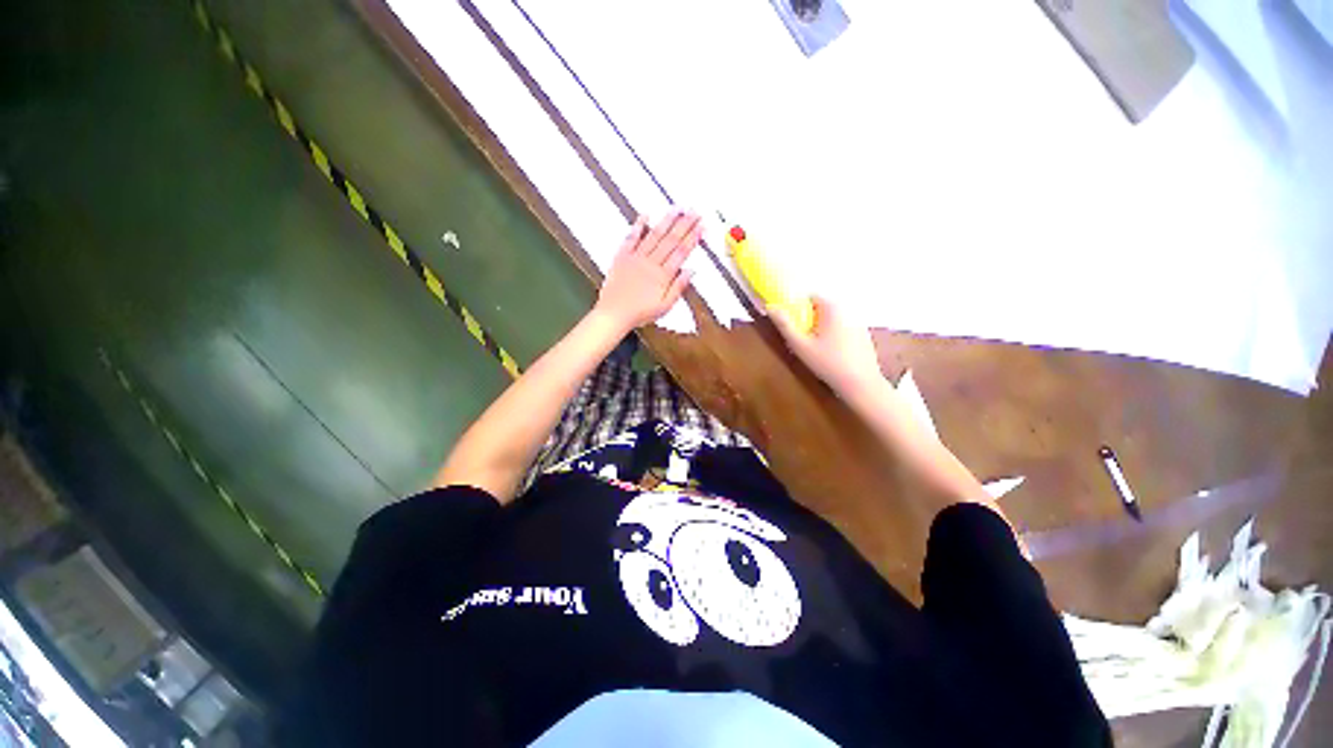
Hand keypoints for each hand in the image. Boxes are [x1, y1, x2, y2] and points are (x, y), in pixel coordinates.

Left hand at [594, 210, 699, 332]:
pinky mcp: (622, 257)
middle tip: (694, 211)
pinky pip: (631, 238)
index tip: (701, 226)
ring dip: (666, 221)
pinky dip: (638, 226)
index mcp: (662, 276)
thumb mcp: (665, 307)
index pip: (681, 252)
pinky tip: (645, 215)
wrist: (614, 314)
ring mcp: (636, 258)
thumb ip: (678, 288)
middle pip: (671, 240)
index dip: (692, 238)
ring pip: (654, 235)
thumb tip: (691, 271)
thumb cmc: (639, 313)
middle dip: (684, 224)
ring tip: (677, 209)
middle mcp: (651, 263)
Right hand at [771, 295, 882, 394]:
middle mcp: (848, 310)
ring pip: (833, 318)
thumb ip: (785, 325)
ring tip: (817, 348)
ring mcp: (859, 322)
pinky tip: (832, 354)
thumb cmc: (828, 363)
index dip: (799, 308)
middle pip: (822, 307)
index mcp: (832, 308)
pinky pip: (844, 328)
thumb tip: (771, 307)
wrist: (861, 384)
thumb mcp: (801, 345)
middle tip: (803, 339)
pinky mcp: (864, 335)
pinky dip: (835, 335)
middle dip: (810, 319)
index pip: (811, 296)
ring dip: (822, 327)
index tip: (794, 325)